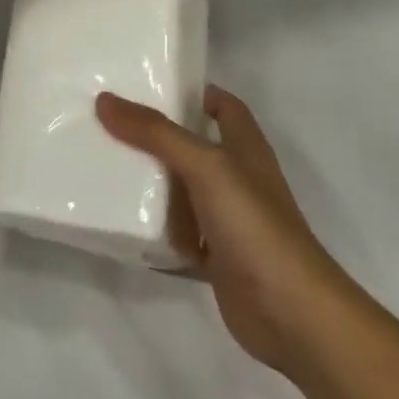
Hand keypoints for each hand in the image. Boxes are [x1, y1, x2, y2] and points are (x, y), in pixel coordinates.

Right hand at [97, 84, 357, 373]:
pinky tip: (121, 223)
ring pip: (183, 191)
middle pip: (194, 146)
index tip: (147, 82)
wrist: (293, 316)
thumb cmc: (255, 226)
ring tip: (105, 163)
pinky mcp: (215, 259)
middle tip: (110, 120)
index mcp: (245, 148)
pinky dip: (154, 231)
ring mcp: (227, 221)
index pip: (222, 105)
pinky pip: (177, 236)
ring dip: (152, 182)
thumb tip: (104, 100)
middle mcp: (237, 179)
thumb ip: (156, 133)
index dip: (192, 91)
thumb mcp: (205, 166)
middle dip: (157, 134)